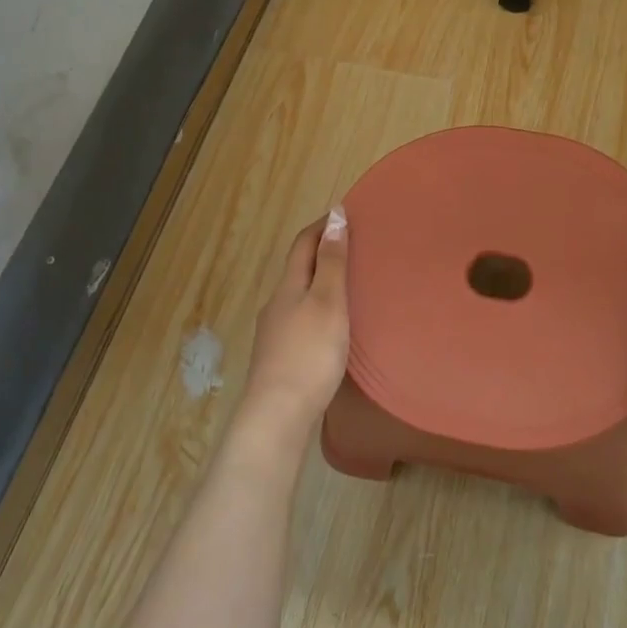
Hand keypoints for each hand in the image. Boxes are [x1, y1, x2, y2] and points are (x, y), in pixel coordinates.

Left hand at [236, 209, 350, 447]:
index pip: (303, 244)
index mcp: (288, 286)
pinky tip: (330, 326)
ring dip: (319, 283)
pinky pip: (300, 320)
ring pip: (298, 296)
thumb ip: (332, 261)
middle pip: (298, 269)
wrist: (278, 414)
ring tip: (347, 286)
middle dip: (321, 253)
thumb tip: (334, 215)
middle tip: (352, 246)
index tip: (343, 213)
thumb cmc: (309, 352)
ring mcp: (274, 333)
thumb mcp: (328, 301)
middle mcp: (276, 304)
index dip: (321, 226)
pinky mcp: (279, 358)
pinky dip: (317, 310)